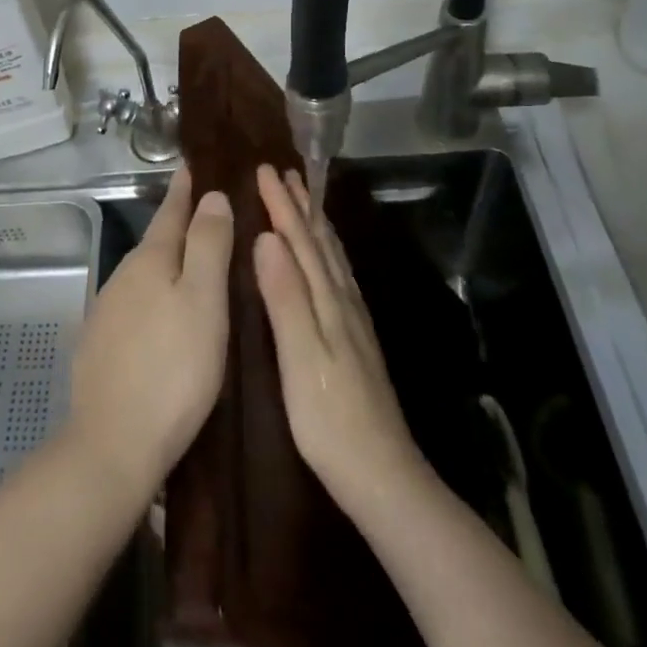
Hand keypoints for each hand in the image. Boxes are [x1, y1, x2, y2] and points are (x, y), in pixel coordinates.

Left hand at [66, 166, 233, 498]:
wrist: (113, 444)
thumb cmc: (173, 369)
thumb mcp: (203, 301)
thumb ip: (208, 244)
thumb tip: (211, 195)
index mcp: (150, 259)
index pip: (172, 209)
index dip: (187, 187)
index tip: (197, 163)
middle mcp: (123, 276)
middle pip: (158, 240)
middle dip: (183, 224)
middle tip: (214, 213)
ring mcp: (107, 311)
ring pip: (147, 275)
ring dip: (171, 263)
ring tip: (199, 263)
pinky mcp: (101, 345)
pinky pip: (137, 306)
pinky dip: (157, 297)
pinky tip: (169, 315)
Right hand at [253, 164, 430, 522]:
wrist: (383, 476)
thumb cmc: (330, 420)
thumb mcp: (300, 358)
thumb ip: (285, 297)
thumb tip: (267, 238)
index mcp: (327, 302)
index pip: (300, 241)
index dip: (281, 204)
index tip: (264, 169)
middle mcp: (343, 302)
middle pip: (320, 242)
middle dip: (300, 205)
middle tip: (284, 171)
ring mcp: (353, 321)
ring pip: (332, 258)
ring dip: (316, 224)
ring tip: (305, 200)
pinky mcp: (356, 339)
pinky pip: (338, 277)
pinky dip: (328, 254)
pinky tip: (326, 260)